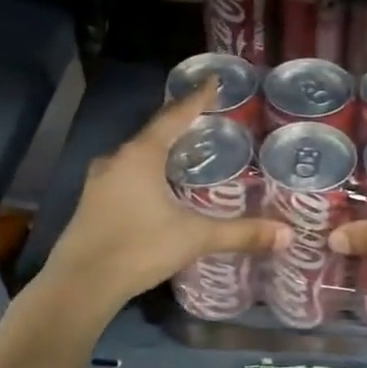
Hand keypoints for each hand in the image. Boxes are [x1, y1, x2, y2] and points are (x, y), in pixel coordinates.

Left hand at [38, 83, 289, 316]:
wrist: (80, 286)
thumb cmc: (139, 248)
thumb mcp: (195, 237)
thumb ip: (241, 233)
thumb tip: (286, 234)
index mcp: (141, 156)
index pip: (174, 116)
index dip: (197, 99)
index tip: (213, 81)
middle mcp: (117, 160)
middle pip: (154, 133)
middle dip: (180, 126)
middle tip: (208, 122)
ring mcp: (99, 182)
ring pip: (137, 155)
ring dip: (161, 151)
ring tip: (188, 152)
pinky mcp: (92, 203)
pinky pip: (126, 174)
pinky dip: (147, 172)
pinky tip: (160, 186)